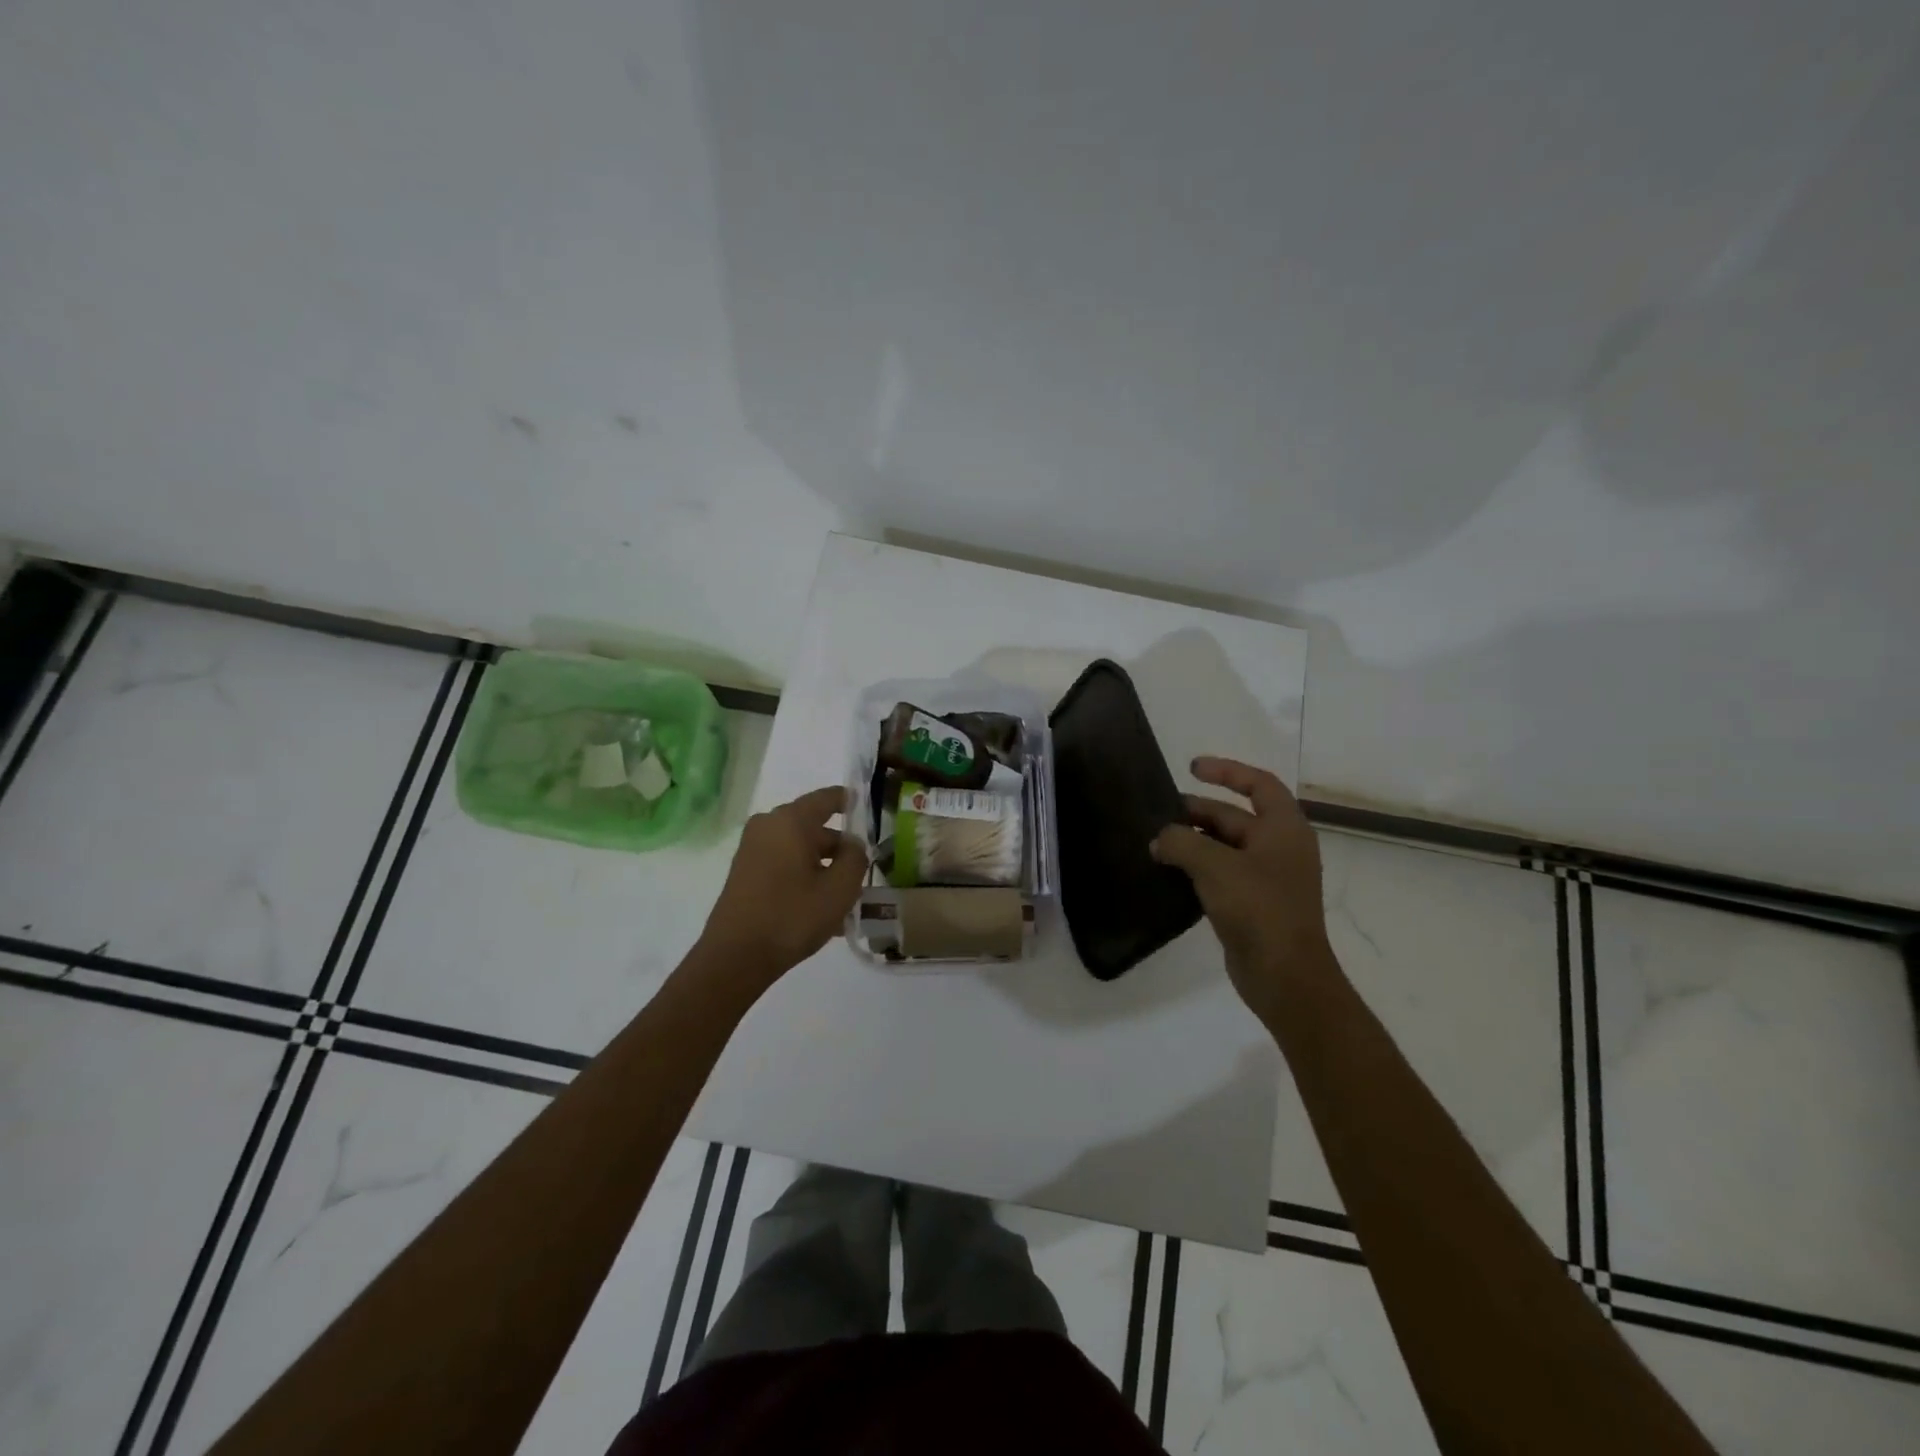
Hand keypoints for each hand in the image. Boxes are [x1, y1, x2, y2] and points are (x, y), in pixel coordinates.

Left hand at [696, 786, 867, 996]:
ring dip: (823, 867)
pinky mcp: (745, 872)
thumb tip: (852, 845)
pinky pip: (784, 863)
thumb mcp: (840, 889)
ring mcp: (752, 849)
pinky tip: (820, 908)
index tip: (868, 808)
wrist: (735, 957)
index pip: (827, 798)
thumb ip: (856, 858)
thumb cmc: (793, 916)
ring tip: (844, 898)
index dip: (850, 801)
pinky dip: (804, 876)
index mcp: (791, 820)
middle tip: (862, 871)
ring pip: (799, 849)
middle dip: (839, 847)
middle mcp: (768, 826)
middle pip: (814, 827)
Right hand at [1151, 756, 1331, 1020]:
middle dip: (1198, 811)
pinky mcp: (1253, 904)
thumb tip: (1160, 839)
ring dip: (1193, 841)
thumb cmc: (1259, 908)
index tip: (1192, 768)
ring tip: (1157, 842)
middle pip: (1235, 816)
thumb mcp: (1214, 866)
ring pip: (1225, 846)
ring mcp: (1268, 878)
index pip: (1259, 784)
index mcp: (1284, 829)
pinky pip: (1221, 873)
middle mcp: (1280, 848)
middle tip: (1160, 812)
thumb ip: (1181, 842)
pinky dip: (1197, 867)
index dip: (1227, 771)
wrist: (1285, 976)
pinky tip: (1169, 872)